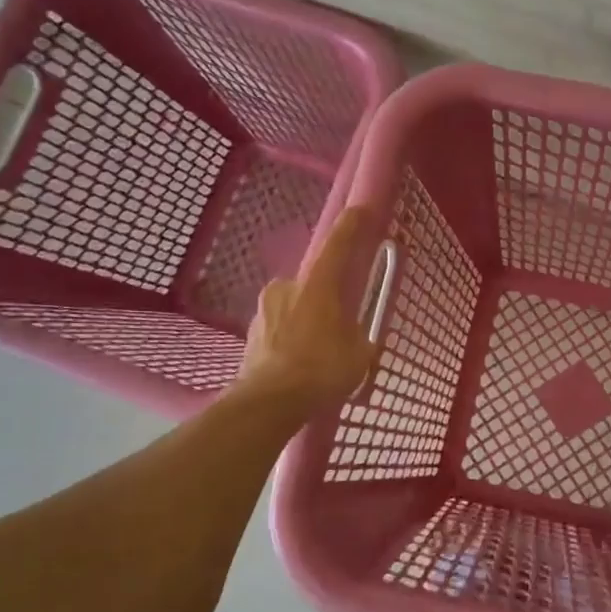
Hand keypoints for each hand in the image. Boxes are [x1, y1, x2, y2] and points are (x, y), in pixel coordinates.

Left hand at [238, 206, 383, 415]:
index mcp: (317, 284)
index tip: (360, 209)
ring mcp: (263, 310)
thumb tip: (357, 337)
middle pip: (313, 283)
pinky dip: (292, 340)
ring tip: (320, 352)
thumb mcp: (360, 354)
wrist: (269, 403)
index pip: (337, 245)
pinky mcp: (250, 334)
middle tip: (341, 323)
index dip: (351, 226)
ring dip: (308, 321)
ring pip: (294, 307)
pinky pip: (280, 329)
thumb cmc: (321, 369)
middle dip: (327, 298)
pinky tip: (300, 364)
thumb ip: (360, 337)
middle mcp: (287, 287)